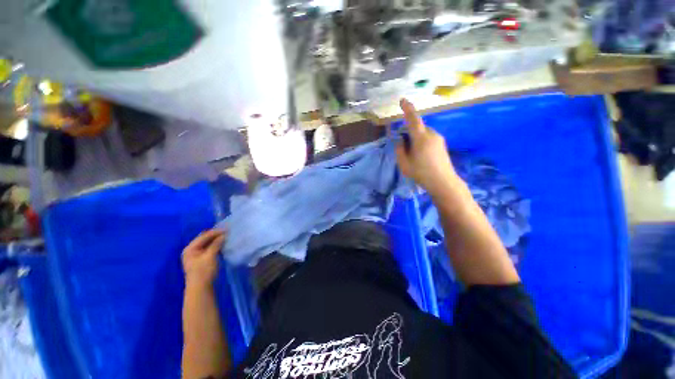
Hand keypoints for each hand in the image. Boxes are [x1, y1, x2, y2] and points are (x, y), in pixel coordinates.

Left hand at [182, 229, 224, 286]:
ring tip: (227, 237)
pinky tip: (223, 245)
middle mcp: (191, 251)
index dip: (215, 232)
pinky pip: (210, 250)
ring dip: (217, 241)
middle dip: (216, 236)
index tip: (227, 228)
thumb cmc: (203, 271)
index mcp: (190, 248)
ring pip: (208, 245)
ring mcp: (196, 256)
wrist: (201, 289)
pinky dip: (216, 247)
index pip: (204, 236)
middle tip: (228, 232)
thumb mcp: (210, 256)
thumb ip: (216, 244)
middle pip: (205, 239)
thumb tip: (224, 234)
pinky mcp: (202, 261)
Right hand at [396, 98, 460, 196]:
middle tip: (404, 147)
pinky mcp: (442, 144)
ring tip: (414, 155)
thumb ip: (400, 150)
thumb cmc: (421, 173)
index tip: (402, 100)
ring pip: (423, 133)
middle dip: (409, 132)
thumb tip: (401, 141)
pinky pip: (429, 138)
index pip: (413, 119)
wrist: (443, 182)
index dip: (407, 108)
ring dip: (416, 139)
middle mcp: (431, 134)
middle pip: (417, 127)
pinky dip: (422, 142)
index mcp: (421, 138)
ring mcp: (439, 139)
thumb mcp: (404, 164)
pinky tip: (422, 156)